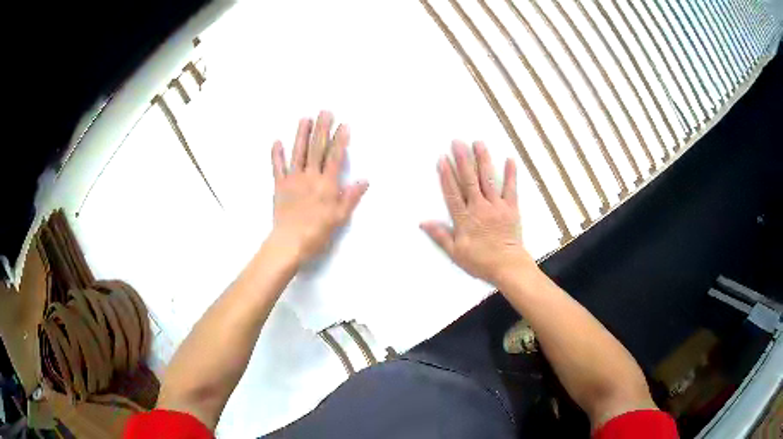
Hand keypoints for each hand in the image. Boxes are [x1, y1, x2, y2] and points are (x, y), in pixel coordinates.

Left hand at [270, 111, 367, 263]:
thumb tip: (364, 180)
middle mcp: (310, 177)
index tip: (343, 124)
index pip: (335, 157)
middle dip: (322, 129)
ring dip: (301, 134)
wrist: (289, 243)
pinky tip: (277, 142)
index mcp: (327, 185)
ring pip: (298, 153)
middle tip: (325, 111)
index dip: (340, 140)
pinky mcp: (279, 186)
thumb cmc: (317, 233)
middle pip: (317, 149)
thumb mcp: (339, 218)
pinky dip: (276, 154)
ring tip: (305, 118)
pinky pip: (277, 167)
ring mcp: (293, 180)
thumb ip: (350, 197)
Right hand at [421, 141, 534, 285]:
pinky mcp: (511, 208)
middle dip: (462, 160)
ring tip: (478, 143)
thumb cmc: (480, 261)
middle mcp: (479, 208)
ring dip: (483, 160)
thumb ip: (440, 236)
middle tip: (457, 142)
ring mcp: (496, 206)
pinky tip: (509, 159)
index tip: (442, 158)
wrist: (508, 267)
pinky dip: (510, 174)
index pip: (453, 193)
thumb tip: (423, 222)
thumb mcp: (456, 253)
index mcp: (465, 219)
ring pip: (488, 180)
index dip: (446, 175)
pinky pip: (511, 189)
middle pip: (469, 180)